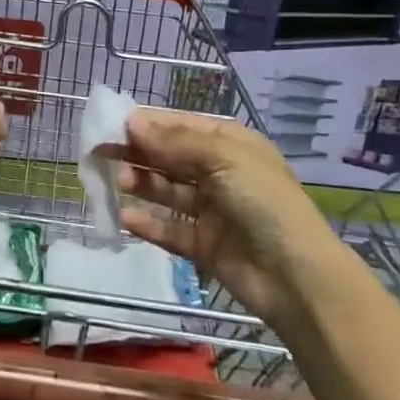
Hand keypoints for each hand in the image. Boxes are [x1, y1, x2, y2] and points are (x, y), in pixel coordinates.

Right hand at [112, 107, 325, 321]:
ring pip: (167, 191)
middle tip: (101, 150)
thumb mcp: (222, 158)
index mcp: (229, 144)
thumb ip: (173, 142)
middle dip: (138, 152)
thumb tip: (132, 122)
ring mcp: (211, 211)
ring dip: (141, 183)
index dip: (147, 124)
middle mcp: (219, 173)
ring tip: (117, 180)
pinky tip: (125, 218)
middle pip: (170, 157)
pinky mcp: (204, 246)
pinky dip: (148, 223)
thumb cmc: (263, 201)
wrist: (298, 278)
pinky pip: (170, 229)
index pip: (180, 126)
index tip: (112, 123)